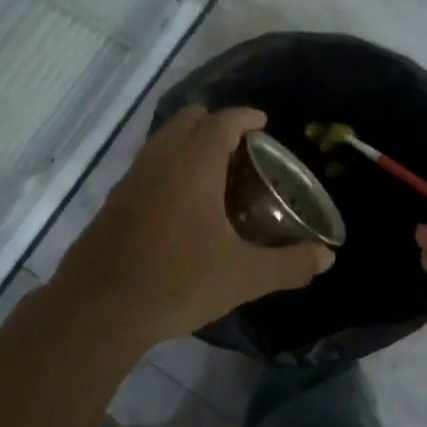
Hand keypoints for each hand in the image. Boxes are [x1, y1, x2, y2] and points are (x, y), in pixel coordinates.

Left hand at [51, 106, 334, 350]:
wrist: (99, 309)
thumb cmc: (177, 282)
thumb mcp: (243, 277)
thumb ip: (288, 264)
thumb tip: (326, 258)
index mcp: (193, 165)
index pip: (222, 122)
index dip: (245, 117)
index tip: (263, 122)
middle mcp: (160, 160)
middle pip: (188, 120)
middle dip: (215, 123)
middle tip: (241, 148)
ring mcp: (131, 179)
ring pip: (163, 141)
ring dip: (188, 143)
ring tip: (214, 174)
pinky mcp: (113, 201)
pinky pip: (147, 165)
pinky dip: (168, 166)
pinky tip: (180, 204)